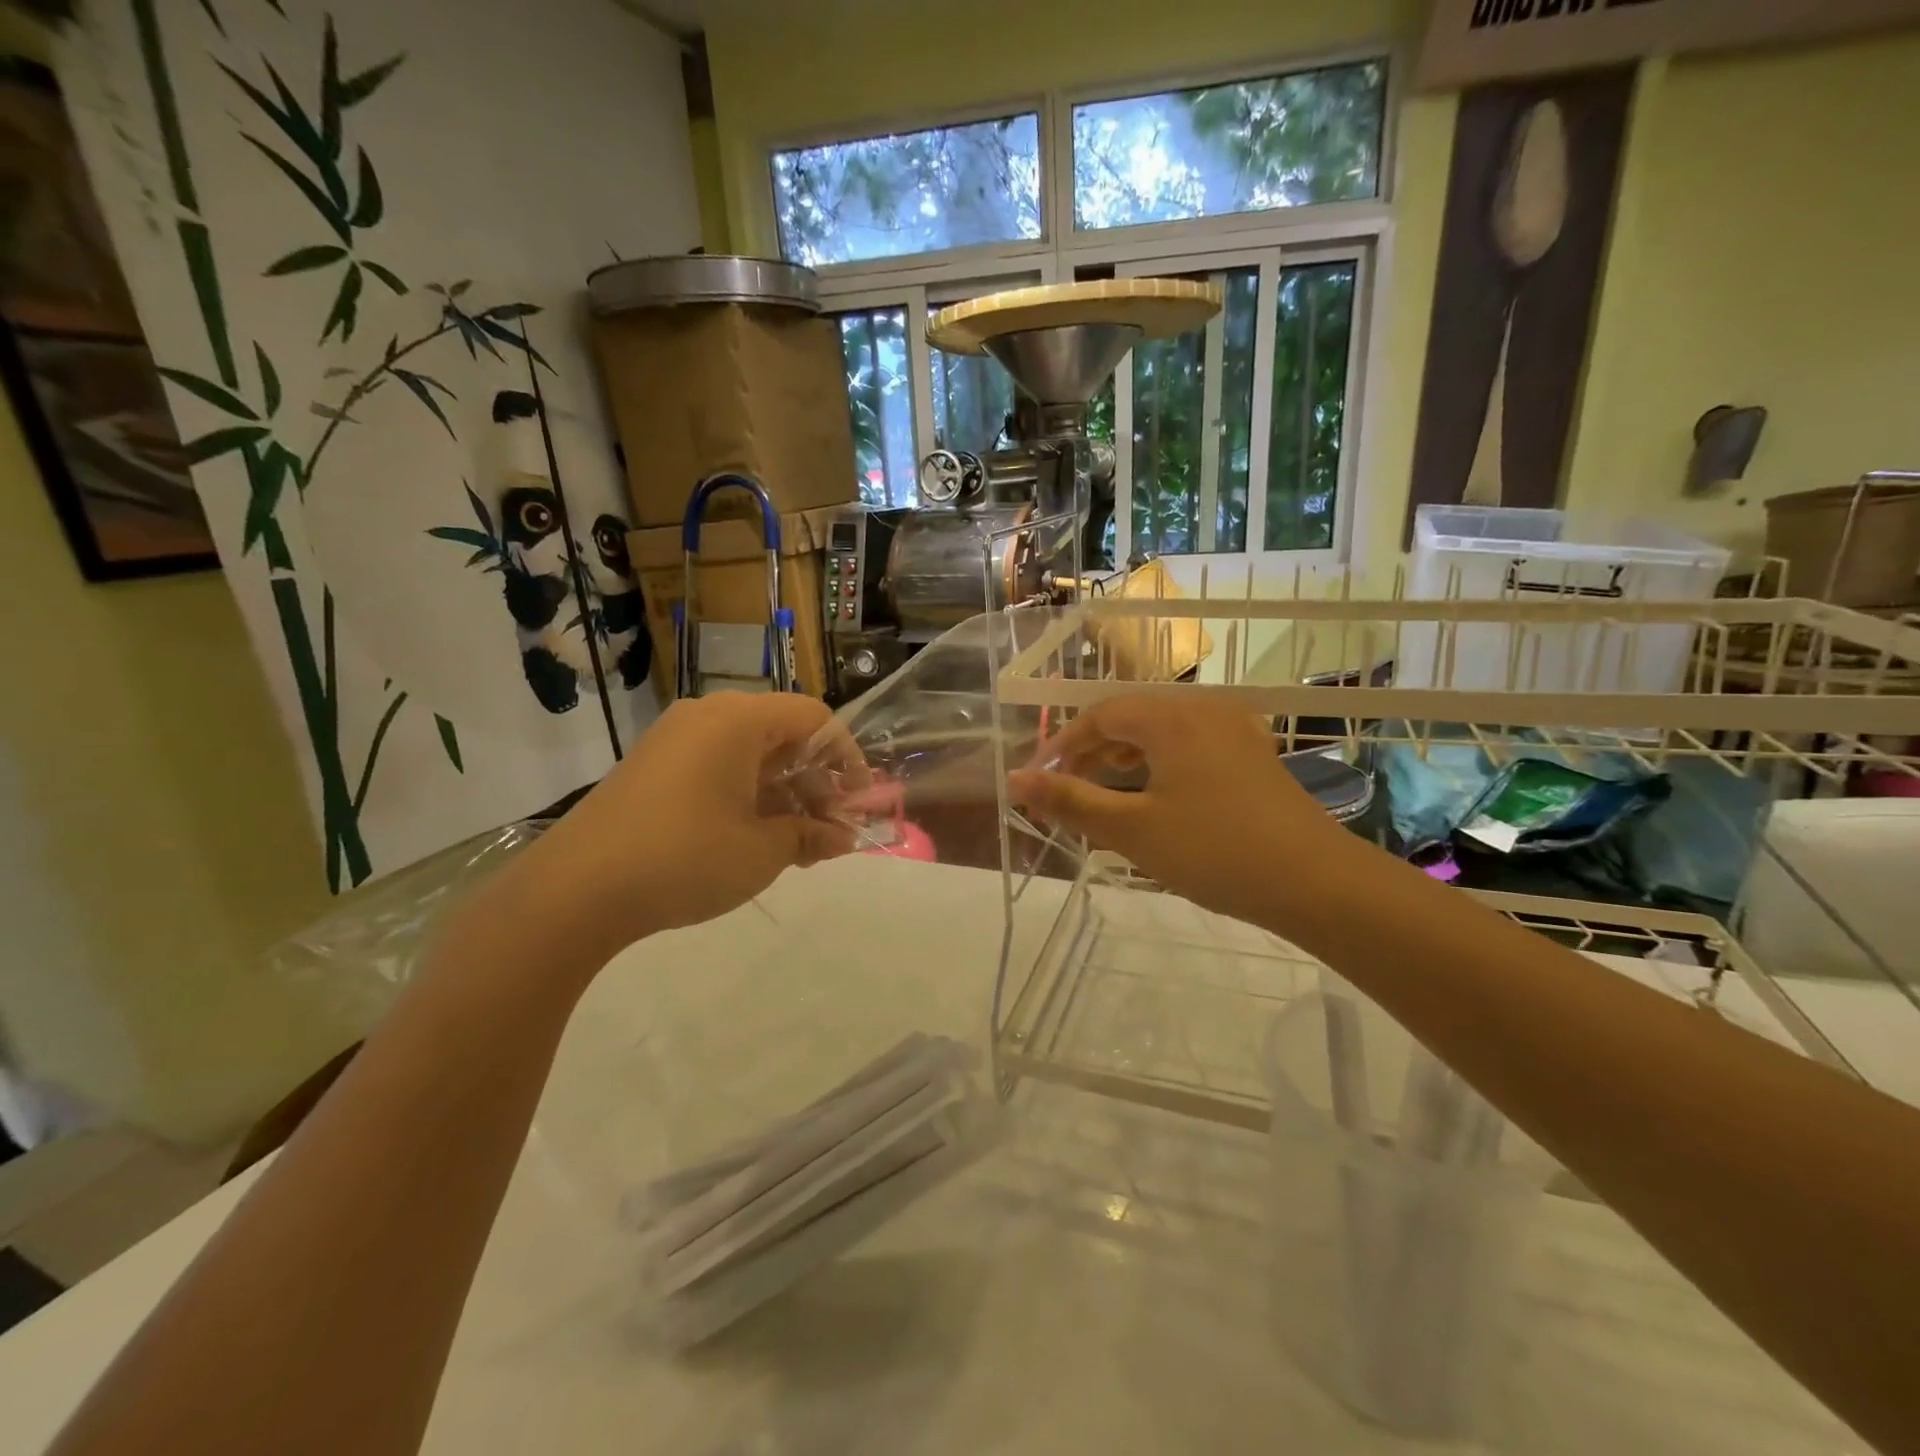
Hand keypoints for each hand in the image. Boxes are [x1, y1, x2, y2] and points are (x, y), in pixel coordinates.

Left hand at [496, 694, 859, 962]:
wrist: (576, 889)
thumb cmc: (686, 857)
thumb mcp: (762, 850)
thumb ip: (810, 836)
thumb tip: (843, 838)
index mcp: (739, 720)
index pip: (814, 718)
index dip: (846, 757)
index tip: (856, 801)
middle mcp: (707, 716)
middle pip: (782, 735)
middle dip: (814, 783)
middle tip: (827, 832)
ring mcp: (674, 739)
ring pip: (749, 755)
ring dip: (782, 794)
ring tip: (795, 846)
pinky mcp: (652, 766)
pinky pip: (716, 767)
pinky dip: (745, 796)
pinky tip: (751, 840)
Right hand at [1008, 695, 1352, 929]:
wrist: (1318, 883)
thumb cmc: (1214, 851)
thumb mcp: (1132, 830)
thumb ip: (1071, 801)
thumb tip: (1015, 781)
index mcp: (1171, 717)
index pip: (1100, 715)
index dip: (1063, 744)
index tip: (1040, 779)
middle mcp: (1204, 710)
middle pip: (1132, 717)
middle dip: (1093, 750)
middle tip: (1067, 789)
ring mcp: (1235, 730)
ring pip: (1162, 731)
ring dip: (1126, 757)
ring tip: (1104, 793)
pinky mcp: (1253, 756)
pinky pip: (1191, 745)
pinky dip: (1160, 764)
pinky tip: (1155, 797)